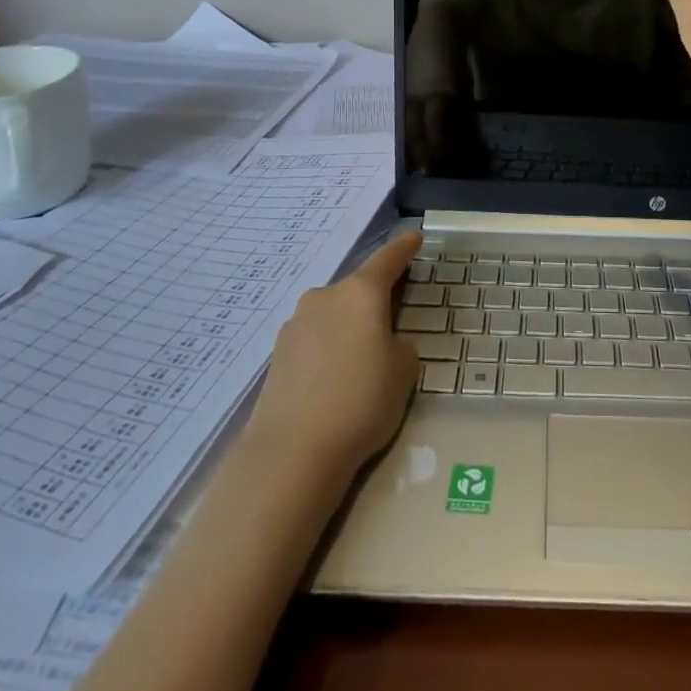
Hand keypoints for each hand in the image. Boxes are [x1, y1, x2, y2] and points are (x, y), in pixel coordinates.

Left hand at [244, 233, 420, 476]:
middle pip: (356, 289)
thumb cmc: (362, 403)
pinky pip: (313, 339)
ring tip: (358, 361)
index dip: (404, 248)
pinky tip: (331, 379)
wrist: (292, 453)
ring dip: (347, 326)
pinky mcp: (277, 353)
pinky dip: (327, 348)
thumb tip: (382, 344)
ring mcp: (296, 323)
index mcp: (362, 292)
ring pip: (332, 314)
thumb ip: (399, 345)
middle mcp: (325, 296)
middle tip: (389, 323)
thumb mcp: (404, 371)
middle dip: (373, 301)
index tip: (414, 238)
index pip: (388, 259)